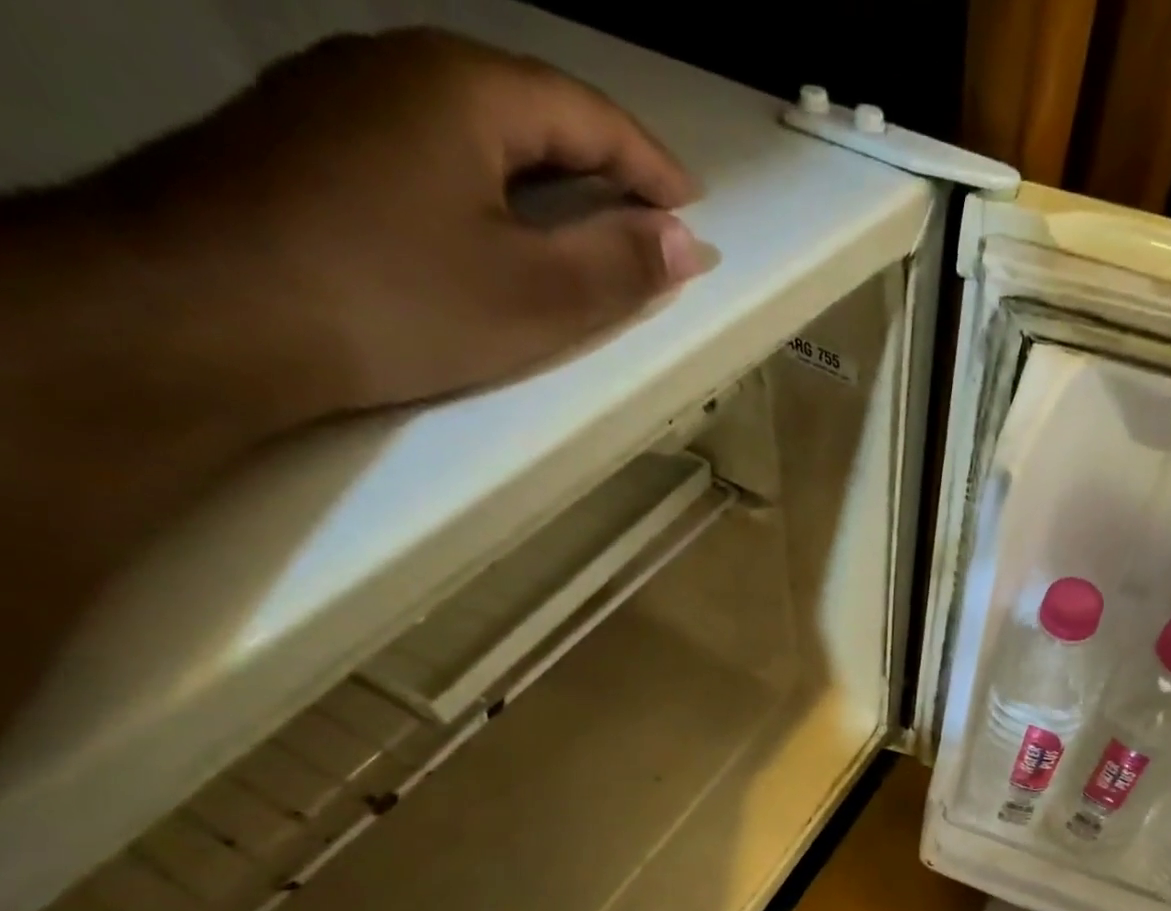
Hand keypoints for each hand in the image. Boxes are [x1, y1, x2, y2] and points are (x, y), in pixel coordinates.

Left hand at [88, 27, 704, 415]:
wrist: (204, 312)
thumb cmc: (398, 300)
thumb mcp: (536, 296)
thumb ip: (620, 266)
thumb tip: (687, 243)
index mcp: (464, 87)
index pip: (587, 111)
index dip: (650, 165)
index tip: (692, 210)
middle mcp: (395, 65)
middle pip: (528, 107)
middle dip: (599, 163)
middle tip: (645, 217)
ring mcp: (336, 96)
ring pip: (471, 126)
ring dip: (540, 173)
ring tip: (580, 221)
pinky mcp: (300, 142)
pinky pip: (423, 149)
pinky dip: (482, 185)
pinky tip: (488, 226)